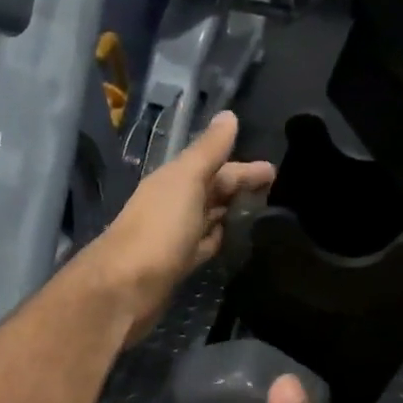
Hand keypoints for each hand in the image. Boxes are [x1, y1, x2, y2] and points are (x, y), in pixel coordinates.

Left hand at [81, 111, 273, 345]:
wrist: (125, 287)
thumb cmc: (159, 229)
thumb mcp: (187, 181)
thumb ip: (208, 151)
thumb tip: (229, 115)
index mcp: (174, 181)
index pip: (214, 167)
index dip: (244, 168)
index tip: (275, 172)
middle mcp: (173, 204)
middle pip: (212, 191)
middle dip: (240, 189)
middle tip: (276, 194)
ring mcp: (174, 237)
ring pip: (208, 219)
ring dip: (231, 214)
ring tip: (263, 216)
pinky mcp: (177, 266)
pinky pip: (204, 246)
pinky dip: (219, 240)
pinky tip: (235, 242)